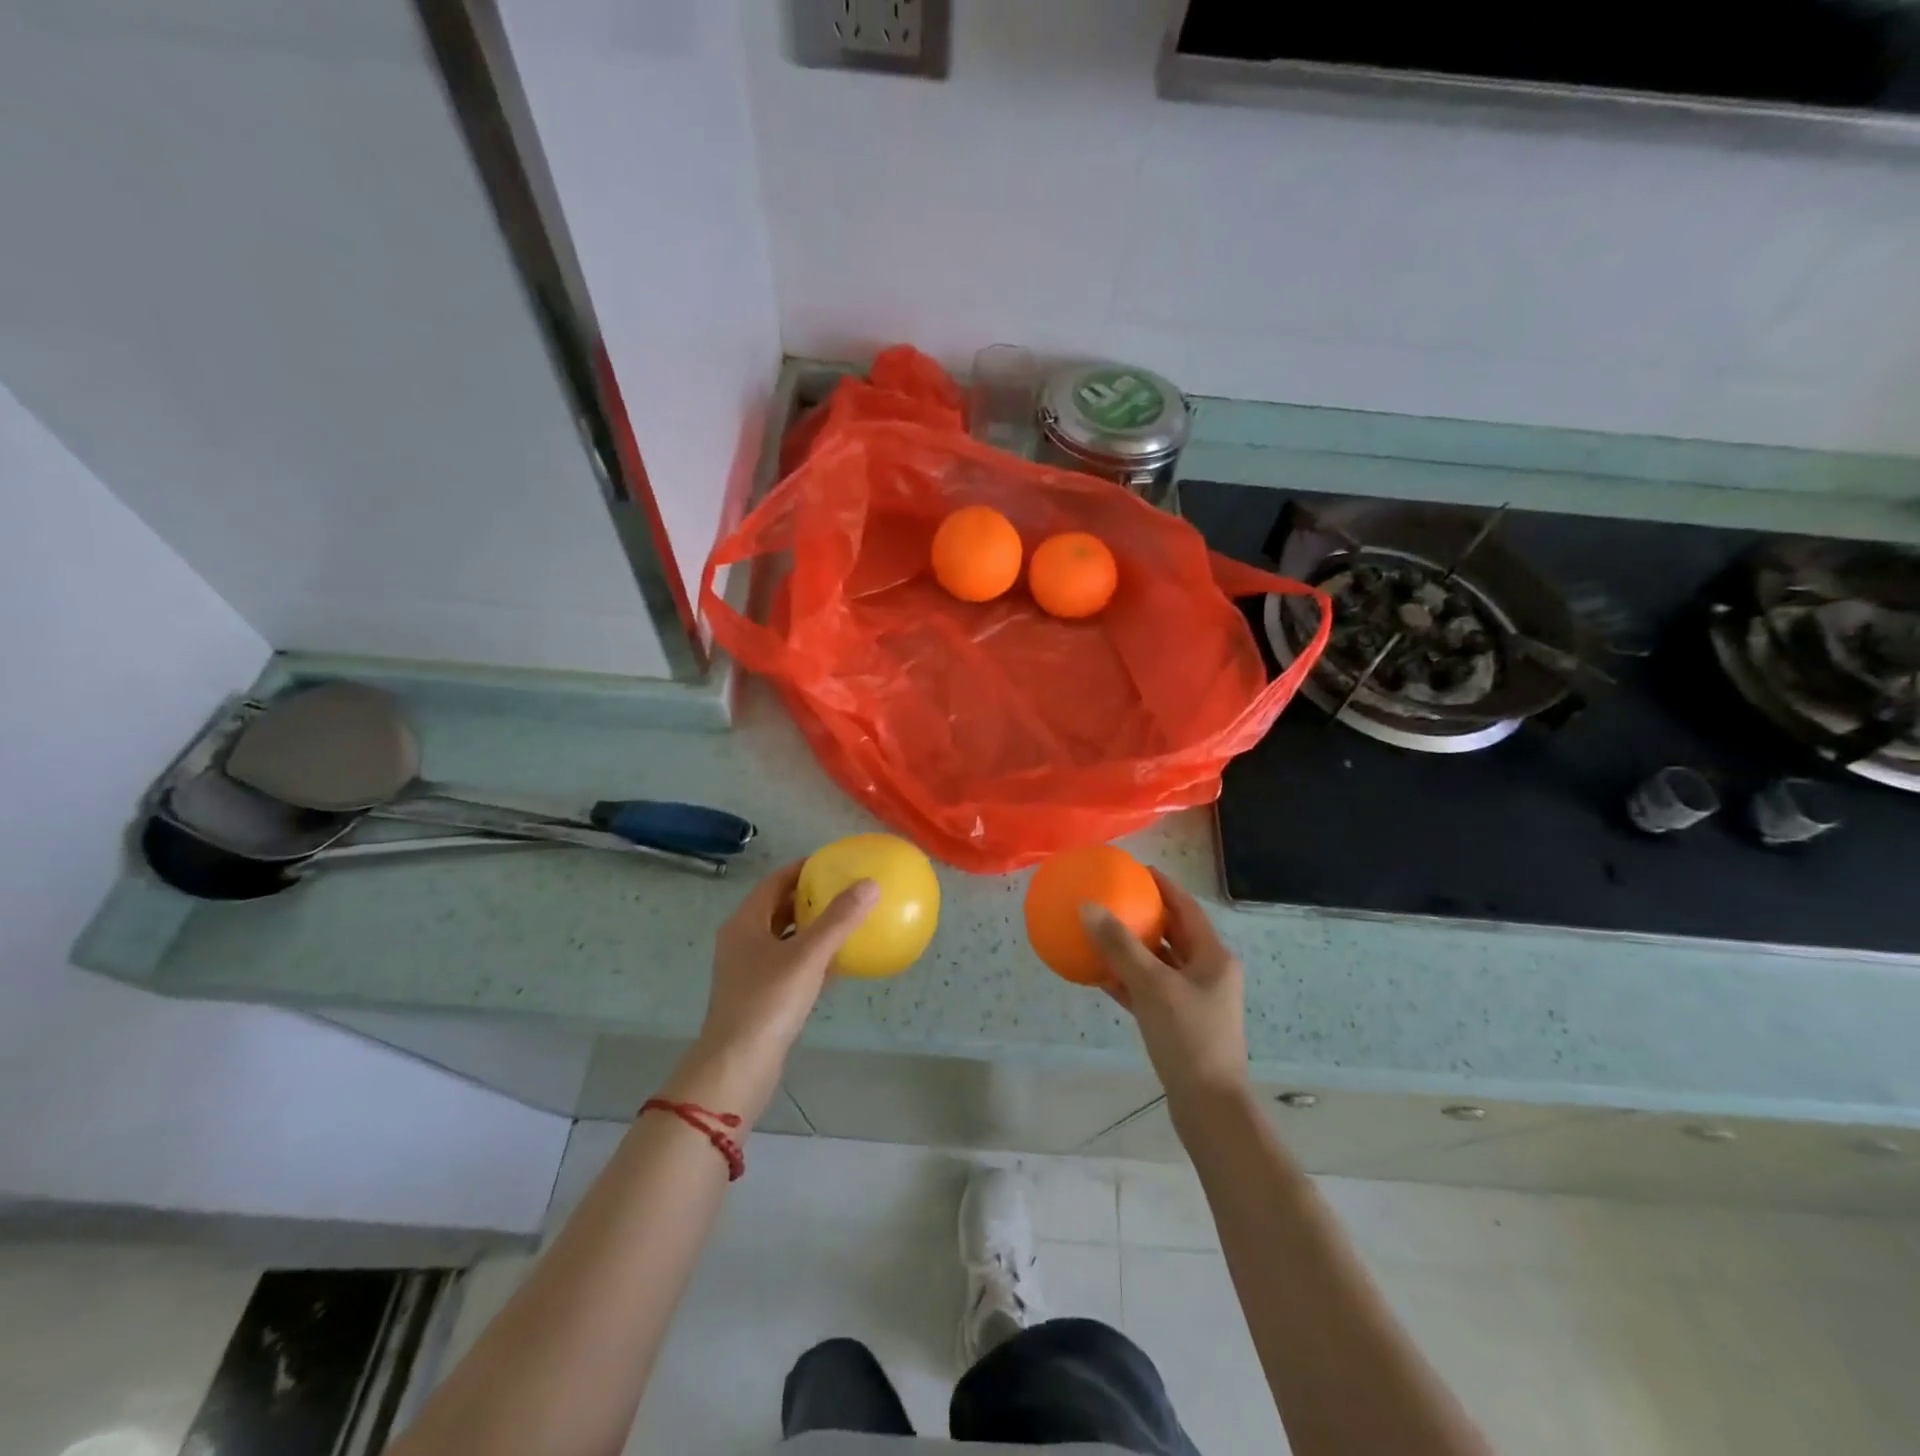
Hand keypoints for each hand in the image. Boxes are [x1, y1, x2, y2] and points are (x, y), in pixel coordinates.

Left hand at [670, 862, 877, 1118]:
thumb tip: (871, 884)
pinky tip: (841, 963)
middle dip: (811, 897)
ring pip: (786, 938)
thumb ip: (839, 920)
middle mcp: (743, 942)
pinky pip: (791, 966)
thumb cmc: (767, 1003)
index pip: (775, 882)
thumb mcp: (807, 956)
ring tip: (848, 920)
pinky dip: (813, 958)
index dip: (803, 869)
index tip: (834, 862)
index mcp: (745, 923)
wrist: (738, 1067)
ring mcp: (750, 972)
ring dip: (813, 928)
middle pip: (779, 908)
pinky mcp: (761, 997)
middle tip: (846, 889)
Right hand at [1081, 869, 1248, 1107]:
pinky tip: (1099, 975)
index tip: (1135, 870)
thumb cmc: (1188, 1038)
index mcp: (1212, 957)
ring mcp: (1194, 1001)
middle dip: (1144, 916)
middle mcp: (1207, 973)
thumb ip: (1120, 946)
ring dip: (1131, 949)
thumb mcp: (1152, 986)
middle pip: (1173, 934)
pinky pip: (1150, 991)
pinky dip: (1128, 980)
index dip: (1162, 886)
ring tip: (1100, 932)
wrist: (1209, 1107)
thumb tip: (1087, 907)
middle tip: (1112, 898)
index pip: (1186, 908)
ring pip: (1159, 964)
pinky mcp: (1179, 1024)